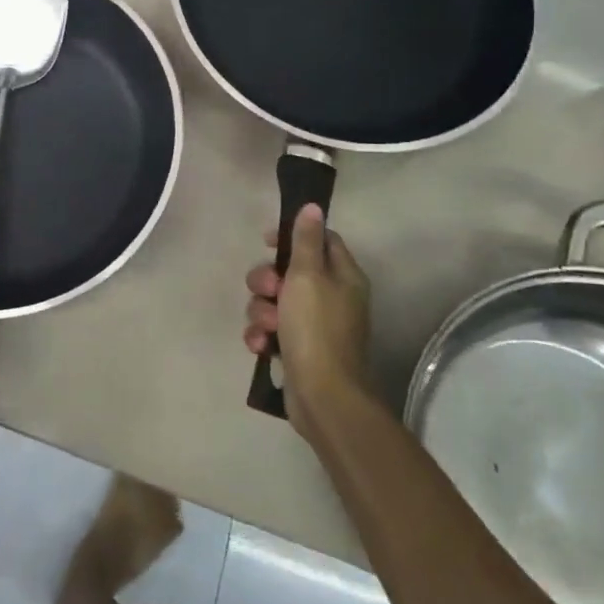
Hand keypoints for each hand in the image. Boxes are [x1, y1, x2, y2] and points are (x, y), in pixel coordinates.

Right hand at [244, 204, 372, 436]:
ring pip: (274, 301)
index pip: (320, 240)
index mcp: (342, 276)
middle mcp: (331, 297)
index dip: (292, 236)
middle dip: (267, 280)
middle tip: (267, 291)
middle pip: (290, 271)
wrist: (323, 396)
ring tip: (266, 327)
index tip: (267, 241)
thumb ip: (307, 241)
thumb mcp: (308, 276)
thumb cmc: (317, 329)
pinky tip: (260, 345)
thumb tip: (313, 206)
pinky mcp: (297, 348)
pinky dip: (262, 334)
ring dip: (261, 311)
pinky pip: (271, 329)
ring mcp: (314, 325)